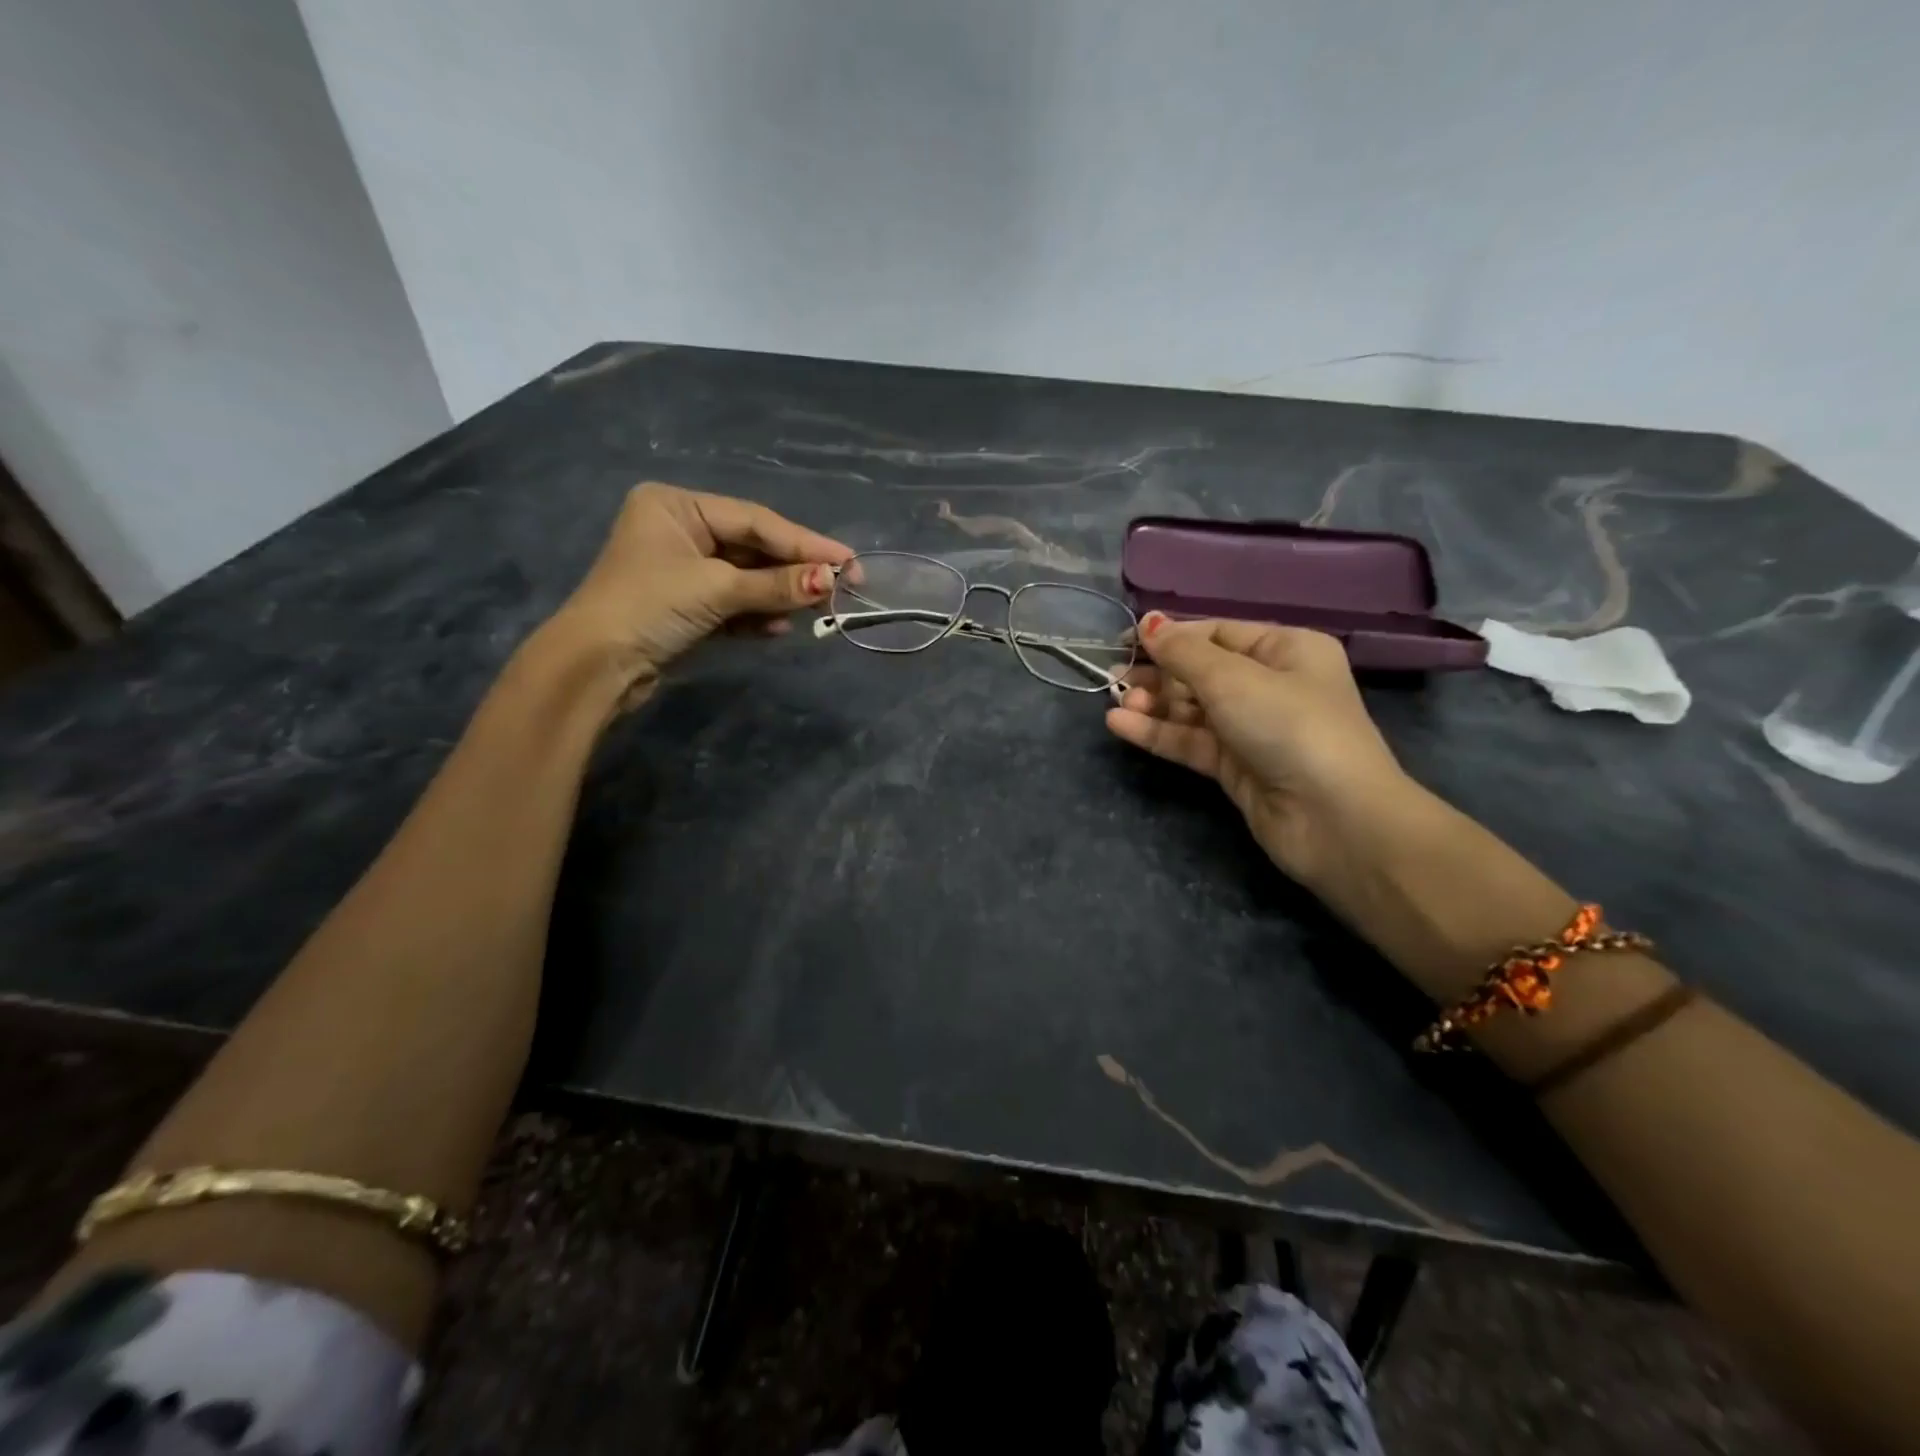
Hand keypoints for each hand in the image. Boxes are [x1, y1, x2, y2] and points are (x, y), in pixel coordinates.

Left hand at [544, 483, 852, 706]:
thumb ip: (775, 584)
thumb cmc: (649, 607)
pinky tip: (779, 628)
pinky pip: (734, 604)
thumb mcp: (716, 589)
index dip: (805, 542)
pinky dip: (757, 616)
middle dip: (794, 571)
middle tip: (842, 586)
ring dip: (779, 596)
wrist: (596, 668)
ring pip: (747, 579)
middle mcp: (682, 531)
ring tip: (819, 609)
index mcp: (678, 507)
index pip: (755, 520)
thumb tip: (830, 580)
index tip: (849, 560)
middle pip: (754, 548)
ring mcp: (684, 571)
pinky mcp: (688, 607)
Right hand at [1107, 615, 1416, 888]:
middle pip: (1201, 672)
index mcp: (1285, 650)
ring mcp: (1252, 728)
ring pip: (1191, 709)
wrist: (1333, 818)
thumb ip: (1183, 652)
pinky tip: (1120, 726)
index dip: (1171, 635)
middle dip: (1158, 673)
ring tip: (1116, 704)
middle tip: (1114, 679)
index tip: (1125, 641)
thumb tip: (1149, 622)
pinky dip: (1157, 733)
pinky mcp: (1235, 766)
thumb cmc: (1289, 725)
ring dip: (1153, 705)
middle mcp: (1270, 685)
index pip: (1217, 633)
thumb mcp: (1232, 678)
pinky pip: (1190, 741)